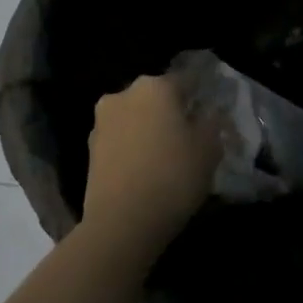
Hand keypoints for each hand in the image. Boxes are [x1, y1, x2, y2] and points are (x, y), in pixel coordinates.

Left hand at [84, 74, 215, 249]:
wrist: (121, 222)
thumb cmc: (173, 176)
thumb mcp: (209, 149)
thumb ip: (212, 122)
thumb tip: (208, 112)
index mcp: (155, 86)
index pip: (186, 80)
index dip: (201, 95)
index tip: (211, 113)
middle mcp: (124, 94)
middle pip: (156, 97)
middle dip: (171, 111)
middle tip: (189, 136)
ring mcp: (102, 121)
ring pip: (135, 117)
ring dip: (149, 129)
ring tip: (166, 156)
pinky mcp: (90, 148)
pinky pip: (121, 139)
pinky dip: (133, 147)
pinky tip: (145, 169)